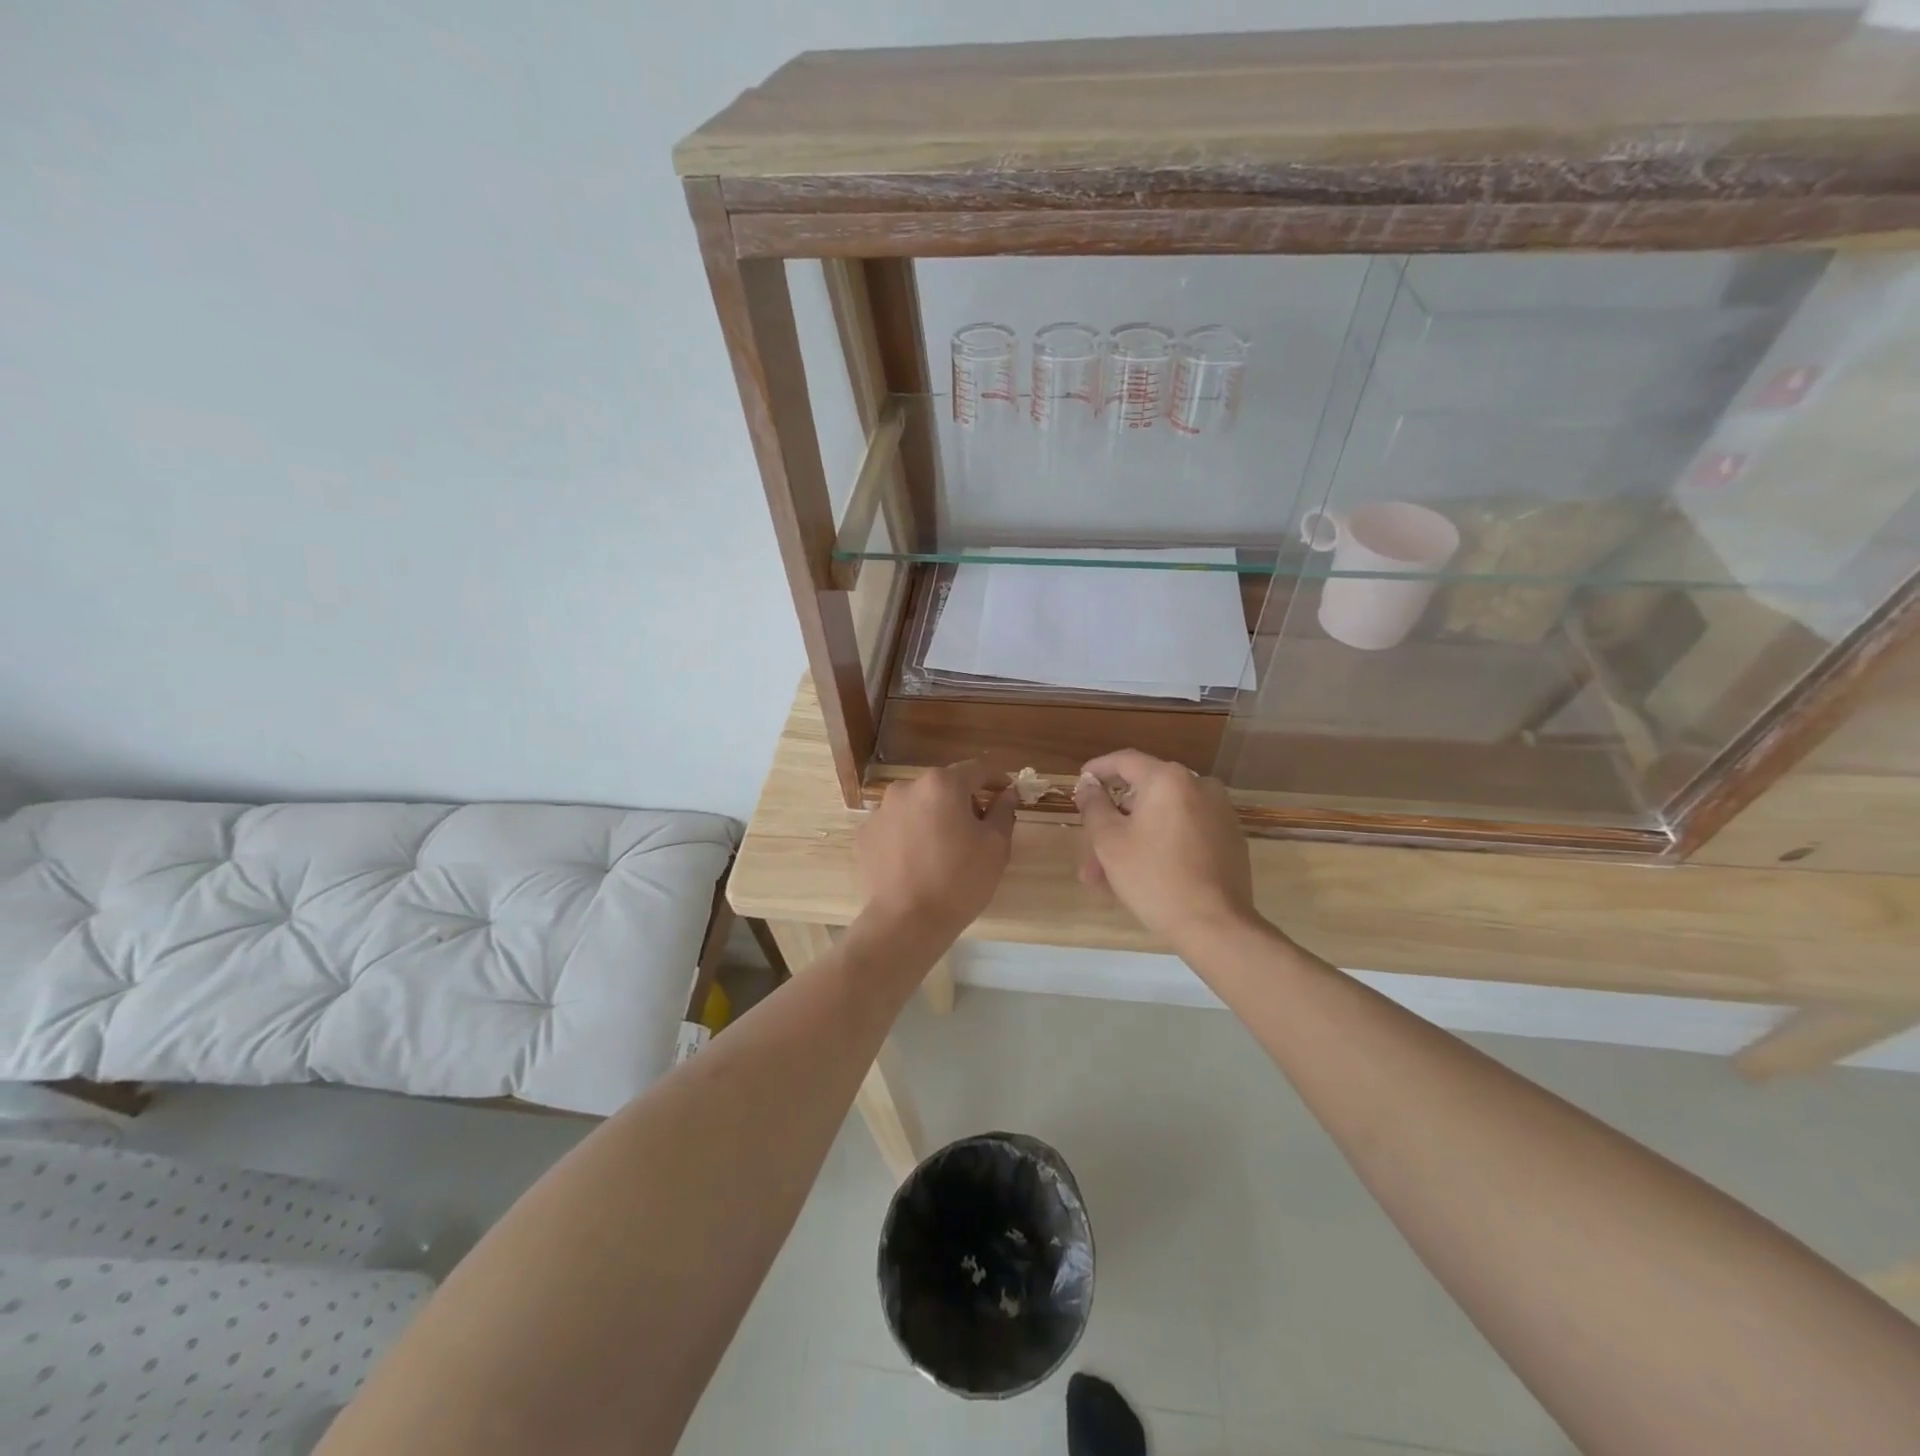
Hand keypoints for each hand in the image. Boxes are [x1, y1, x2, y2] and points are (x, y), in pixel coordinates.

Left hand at [856, 761, 1015, 939]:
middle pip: (944, 785)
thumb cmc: (960, 880)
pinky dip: (910, 834)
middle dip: (963, 800)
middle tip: (978, 827)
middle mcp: (907, 787)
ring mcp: (881, 810)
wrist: (907, 921)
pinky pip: (896, 825)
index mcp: (942, 784)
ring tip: (944, 848)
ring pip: (918, 805)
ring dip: (934, 816)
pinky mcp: (866, 834)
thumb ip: (1003, 810)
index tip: (1007, 791)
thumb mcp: (995, 846)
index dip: (996, 778)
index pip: (977, 769)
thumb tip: (1007, 792)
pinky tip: (918, 860)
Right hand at [1075, 750, 1257, 946]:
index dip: (1097, 769)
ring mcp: (1219, 812)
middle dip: (1113, 820)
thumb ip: (1093, 806)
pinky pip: (1184, 831)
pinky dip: (1160, 844)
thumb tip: (1088, 784)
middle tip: (1089, 847)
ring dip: (1133, 839)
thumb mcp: (1109, 842)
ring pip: (1162, 817)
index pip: (1125, 760)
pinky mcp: (1230, 838)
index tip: (1080, 782)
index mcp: (1168, 779)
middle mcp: (1199, 785)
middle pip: (1144, 793)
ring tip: (1106, 877)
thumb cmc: (1154, 878)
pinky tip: (1141, 875)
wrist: (1215, 925)